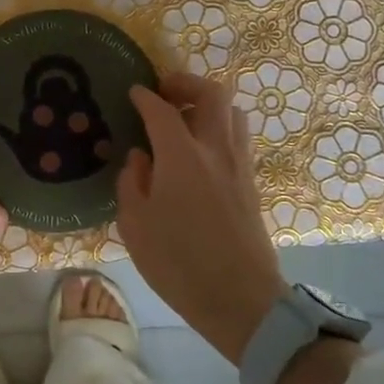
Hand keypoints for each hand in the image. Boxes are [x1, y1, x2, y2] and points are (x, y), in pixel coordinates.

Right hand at [116, 73, 283, 365]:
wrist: (240, 299)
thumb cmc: (178, 263)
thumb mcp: (135, 225)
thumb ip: (132, 182)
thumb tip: (140, 156)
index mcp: (181, 156)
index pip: (162, 110)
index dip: (145, 97)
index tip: (134, 92)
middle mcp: (215, 150)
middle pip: (212, 94)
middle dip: (186, 84)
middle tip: (165, 93)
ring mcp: (239, 165)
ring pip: (232, 113)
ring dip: (208, 105)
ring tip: (185, 119)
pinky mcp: (251, 182)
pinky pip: (238, 137)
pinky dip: (219, 128)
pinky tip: (200, 151)